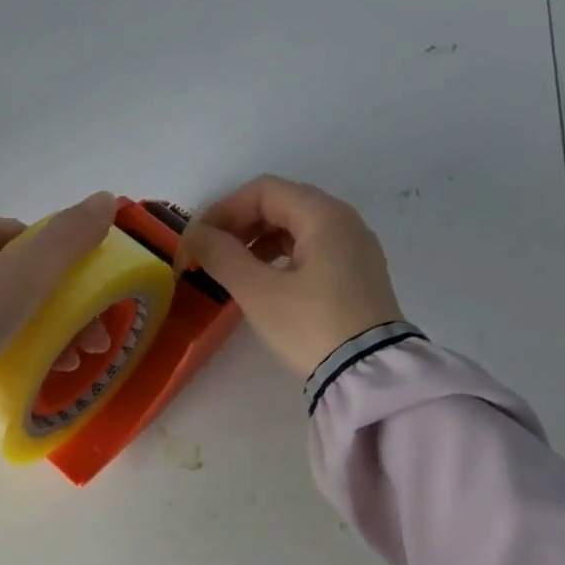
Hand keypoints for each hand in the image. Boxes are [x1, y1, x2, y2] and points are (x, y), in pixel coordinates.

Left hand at [0, 193, 115, 369]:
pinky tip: (18, 365)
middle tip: (83, 346)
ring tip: (64, 364)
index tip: (79, 306)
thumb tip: (107, 198)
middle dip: (55, 310)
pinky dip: (0, 343)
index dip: (59, 271)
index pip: (26, 239)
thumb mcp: (30, 270)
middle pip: (14, 276)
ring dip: (36, 331)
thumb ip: (70, 236)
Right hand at [174, 175, 403, 376]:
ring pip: (298, 227)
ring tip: (233, 269)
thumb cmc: (311, 326)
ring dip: (259, 240)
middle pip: (283, 203)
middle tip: (211, 253)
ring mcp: (355, 248)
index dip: (224, 209)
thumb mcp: (259, 292)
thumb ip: (222, 256)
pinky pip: (313, 249)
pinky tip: (265, 282)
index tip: (198, 239)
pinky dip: (282, 256)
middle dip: (241, 224)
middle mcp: (345, 222)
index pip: (264, 191)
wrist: (369, 374)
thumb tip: (196, 235)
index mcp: (324, 216)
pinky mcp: (358, 275)